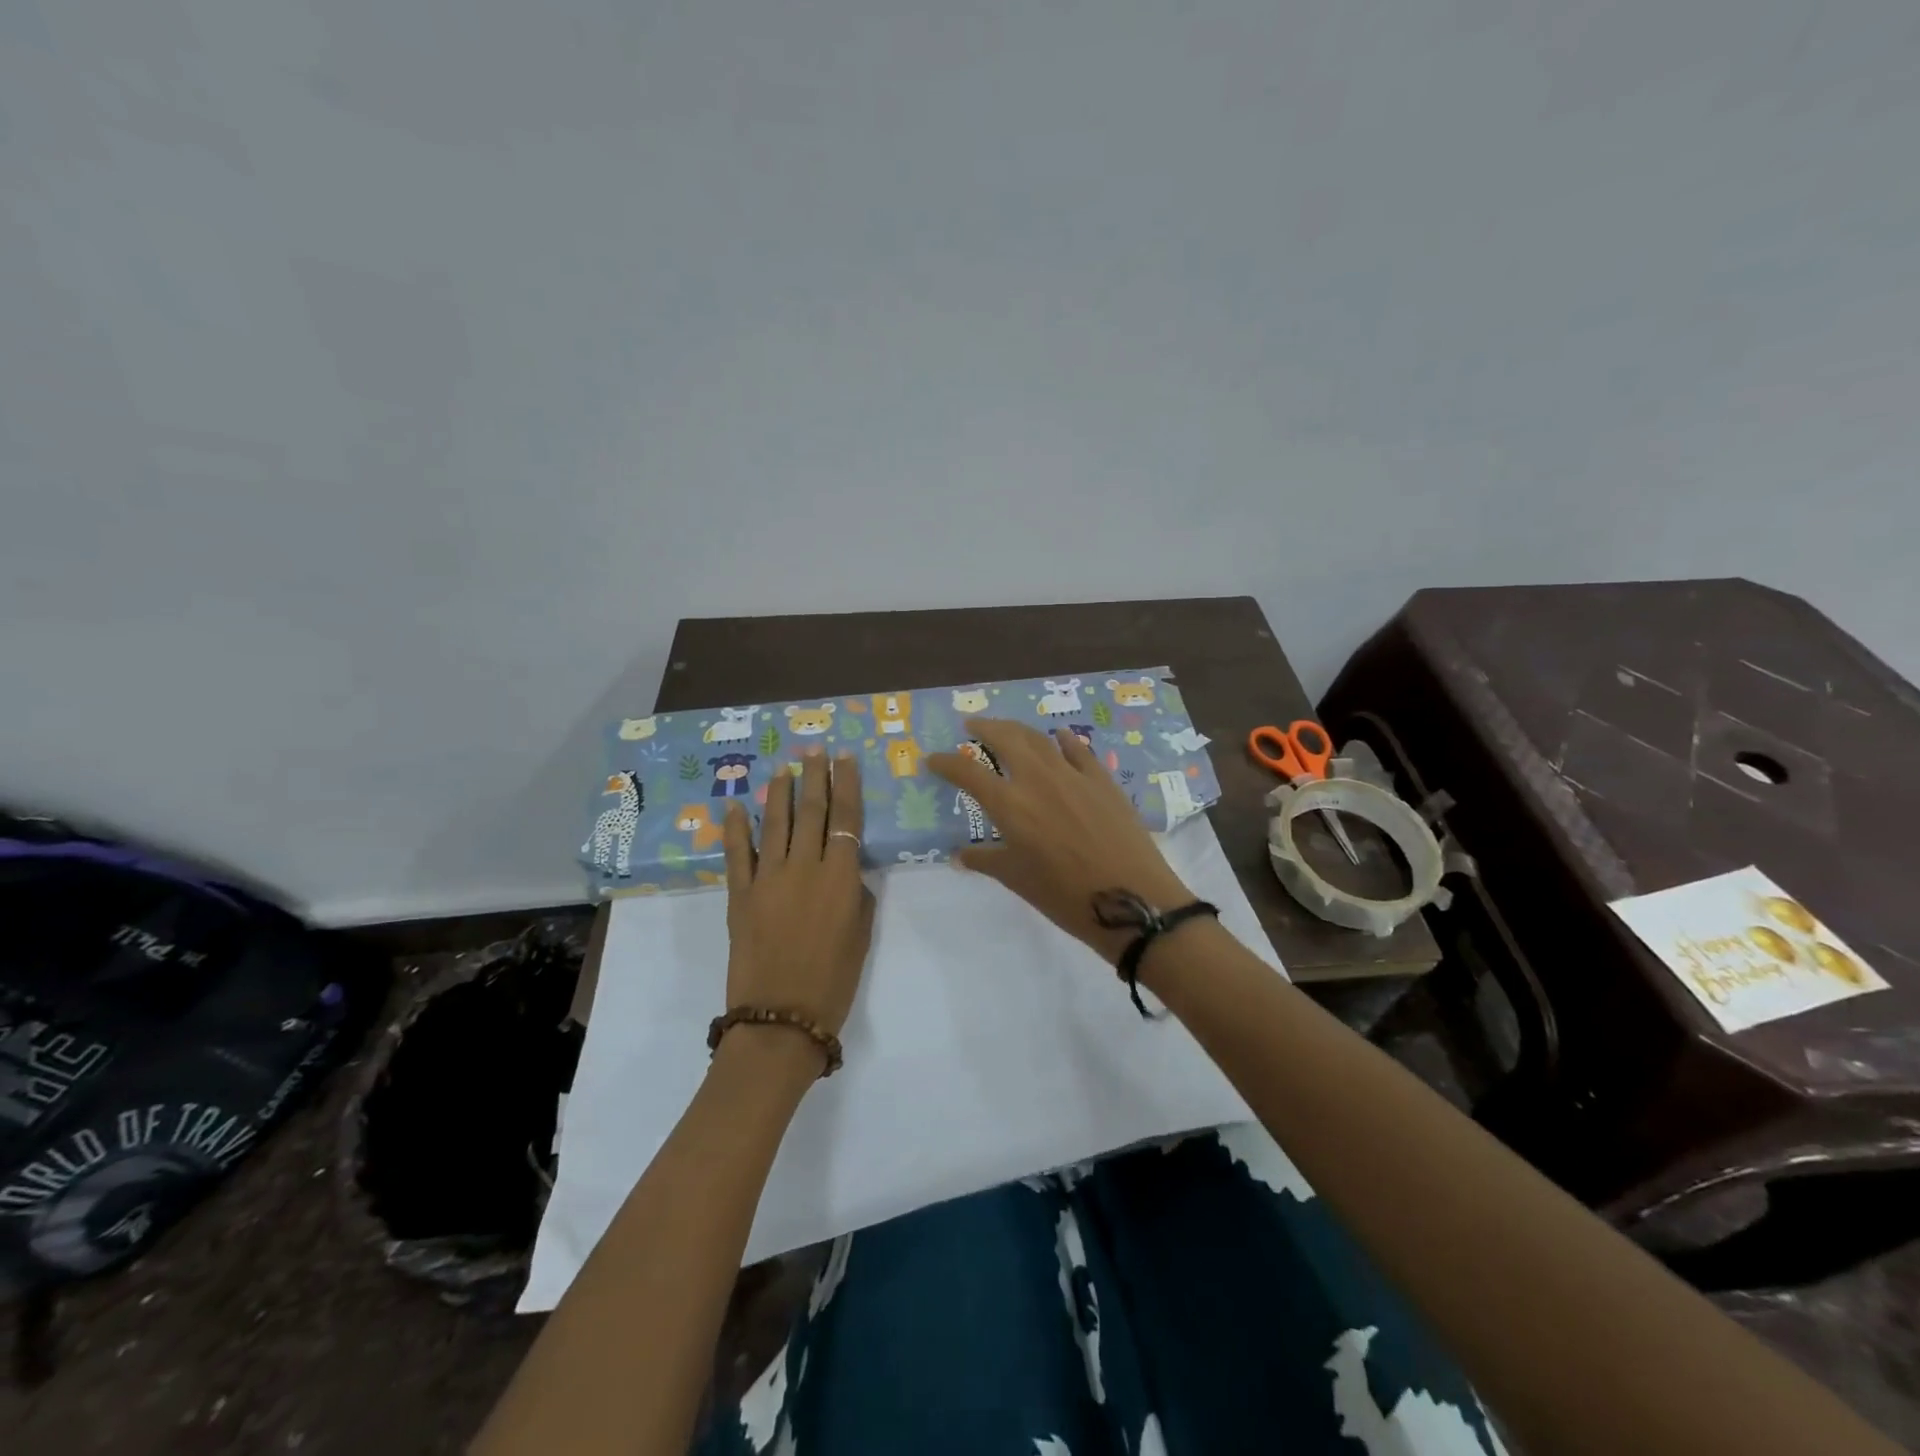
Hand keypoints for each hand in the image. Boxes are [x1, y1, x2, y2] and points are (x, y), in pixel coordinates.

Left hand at [721, 750, 875, 1048]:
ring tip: (783, 768)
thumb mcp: (860, 934)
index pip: (845, 818)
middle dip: (814, 776)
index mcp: (840, 877)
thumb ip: (855, 894)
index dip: (846, 784)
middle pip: (810, 811)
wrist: (781, 1017)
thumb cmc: (833, 981)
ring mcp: (767, 878)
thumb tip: (845, 870)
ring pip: (774, 824)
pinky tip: (734, 807)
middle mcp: (803, 867)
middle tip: (814, 750)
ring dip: (779, 793)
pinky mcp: (739, 895)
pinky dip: (735, 829)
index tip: (845, 758)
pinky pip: (737, 854)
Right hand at [927, 719, 1192, 964]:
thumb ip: (986, 861)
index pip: (968, 773)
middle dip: (984, 728)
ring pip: (1039, 738)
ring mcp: (1073, 775)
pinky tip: (1058, 737)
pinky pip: (1078, 750)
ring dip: (1018, 729)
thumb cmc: (1066, 896)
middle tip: (972, 726)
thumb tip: (960, 855)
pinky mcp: (1102, 780)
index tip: (933, 759)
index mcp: (1010, 805)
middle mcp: (1038, 779)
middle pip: (1005, 738)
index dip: (946, 763)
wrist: (1133, 900)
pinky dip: (1063, 740)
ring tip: (1007, 729)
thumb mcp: (1018, 880)